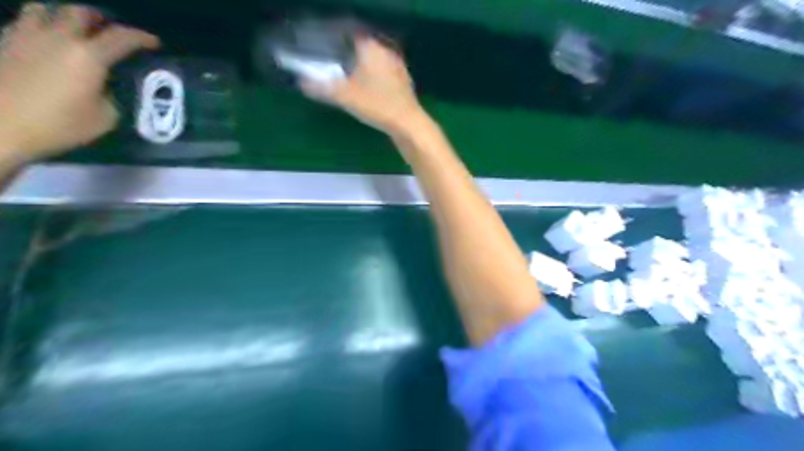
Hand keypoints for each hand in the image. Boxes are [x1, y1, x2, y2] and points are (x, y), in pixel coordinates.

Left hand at [1, 3, 160, 161]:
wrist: (0, 129)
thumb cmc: (60, 125)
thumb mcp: (105, 118)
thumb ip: (112, 96)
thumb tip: (108, 87)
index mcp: (89, 57)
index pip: (121, 38)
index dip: (141, 38)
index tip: (153, 43)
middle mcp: (57, 38)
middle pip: (79, 12)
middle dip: (100, 19)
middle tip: (109, 31)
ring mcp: (25, 36)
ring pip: (44, 9)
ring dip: (64, 16)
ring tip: (73, 30)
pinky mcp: (2, 43)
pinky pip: (23, 23)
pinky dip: (40, 26)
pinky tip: (45, 42)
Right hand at [300, 35, 426, 137]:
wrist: (408, 124)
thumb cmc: (377, 105)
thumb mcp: (345, 97)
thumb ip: (322, 88)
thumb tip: (302, 83)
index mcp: (371, 47)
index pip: (349, 33)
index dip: (334, 38)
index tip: (322, 48)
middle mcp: (386, 51)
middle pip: (361, 46)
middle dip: (346, 53)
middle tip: (331, 63)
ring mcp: (397, 66)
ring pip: (373, 59)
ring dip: (360, 65)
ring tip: (346, 75)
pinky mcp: (403, 81)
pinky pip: (382, 72)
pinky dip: (371, 76)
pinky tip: (366, 87)